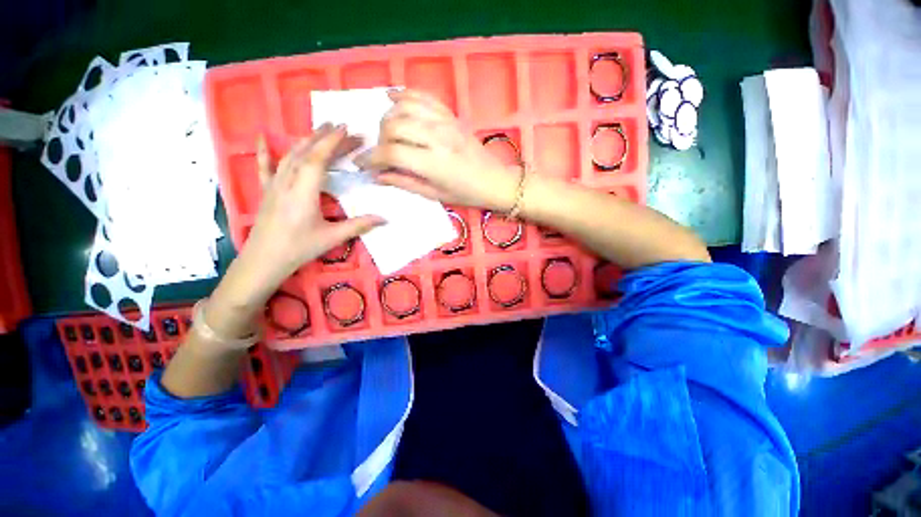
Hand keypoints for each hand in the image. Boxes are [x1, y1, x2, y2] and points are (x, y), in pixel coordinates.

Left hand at [231, 124, 383, 301]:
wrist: (263, 261)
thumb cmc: (299, 249)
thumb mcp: (332, 237)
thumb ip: (359, 225)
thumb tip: (385, 219)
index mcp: (303, 192)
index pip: (318, 159)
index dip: (333, 143)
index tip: (347, 129)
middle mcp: (287, 182)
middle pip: (307, 153)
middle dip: (326, 138)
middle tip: (345, 129)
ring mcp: (274, 185)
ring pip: (290, 155)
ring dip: (307, 140)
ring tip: (322, 129)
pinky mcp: (266, 190)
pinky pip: (265, 166)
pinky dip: (264, 151)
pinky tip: (263, 137)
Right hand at [355, 90, 519, 211]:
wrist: (494, 180)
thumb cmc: (466, 194)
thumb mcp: (435, 195)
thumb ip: (404, 182)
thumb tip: (377, 175)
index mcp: (434, 163)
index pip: (392, 152)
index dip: (371, 158)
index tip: (361, 164)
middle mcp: (437, 137)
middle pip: (394, 125)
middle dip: (379, 139)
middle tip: (381, 153)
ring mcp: (444, 122)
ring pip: (404, 107)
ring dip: (388, 118)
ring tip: (387, 133)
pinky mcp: (450, 115)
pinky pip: (423, 96)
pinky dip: (404, 95)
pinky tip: (393, 99)